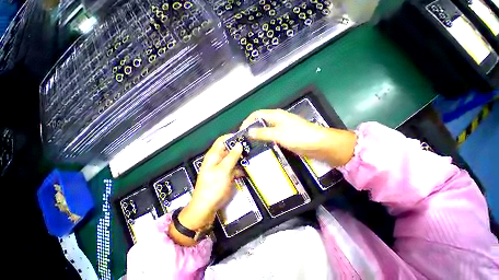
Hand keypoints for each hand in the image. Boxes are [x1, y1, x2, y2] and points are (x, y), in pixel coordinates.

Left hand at [169, 135, 242, 245]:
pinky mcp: (226, 175)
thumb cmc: (213, 186)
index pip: (222, 140)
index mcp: (214, 155)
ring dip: (241, 158)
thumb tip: (239, 144)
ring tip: (252, 158)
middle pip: (229, 149)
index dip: (232, 137)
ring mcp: (222, 167)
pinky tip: (248, 169)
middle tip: (251, 148)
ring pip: (233, 158)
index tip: (244, 137)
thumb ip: (232, 156)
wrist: (207, 207)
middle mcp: (218, 159)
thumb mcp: (224, 170)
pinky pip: (234, 168)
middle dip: (239, 148)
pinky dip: (240, 168)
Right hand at [241, 109, 356, 166]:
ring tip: (250, 144)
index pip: (256, 115)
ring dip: (258, 135)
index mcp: (275, 115)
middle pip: (260, 122)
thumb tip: (249, 132)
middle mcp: (277, 120)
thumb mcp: (279, 134)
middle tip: (244, 140)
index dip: (248, 122)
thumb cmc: (299, 136)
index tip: (241, 132)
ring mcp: (281, 128)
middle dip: (251, 129)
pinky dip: (265, 140)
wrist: (318, 144)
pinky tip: (261, 146)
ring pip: (265, 129)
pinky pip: (271, 136)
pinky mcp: (285, 136)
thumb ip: (263, 133)